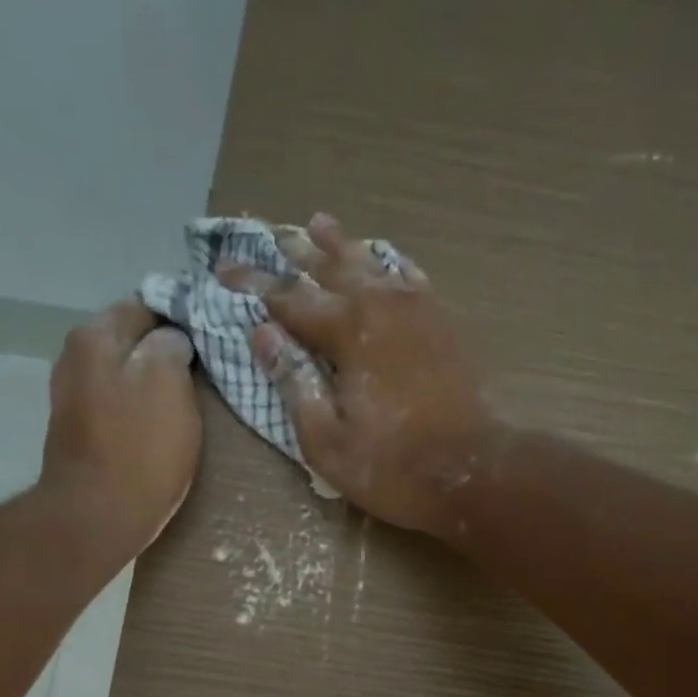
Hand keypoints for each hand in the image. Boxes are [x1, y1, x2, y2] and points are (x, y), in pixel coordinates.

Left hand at [40, 299, 200, 559]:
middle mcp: (74, 357)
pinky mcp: (78, 432)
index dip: (183, 320)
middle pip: (132, 341)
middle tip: (206, 372)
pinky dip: (139, 409)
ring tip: (188, 400)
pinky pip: (117, 405)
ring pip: (125, 374)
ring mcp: (72, 396)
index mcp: (95, 336)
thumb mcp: (168, 383)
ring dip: (153, 383)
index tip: (212, 341)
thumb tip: (172, 339)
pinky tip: (161, 426)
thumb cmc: (139, 450)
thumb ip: (171, 345)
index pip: (147, 305)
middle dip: (166, 352)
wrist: (96, 518)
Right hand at [240, 214, 506, 539]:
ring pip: (372, 263)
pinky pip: (411, 279)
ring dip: (342, 245)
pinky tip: (383, 260)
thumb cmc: (391, 466)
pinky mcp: (444, 324)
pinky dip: (390, 265)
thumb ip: (294, 383)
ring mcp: (419, 310)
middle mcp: (382, 306)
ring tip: (320, 223)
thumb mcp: (326, 440)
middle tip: (271, 234)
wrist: (472, 472)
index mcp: (348, 332)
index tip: (224, 269)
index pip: (289, 299)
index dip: (254, 283)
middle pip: (332, 267)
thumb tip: (263, 335)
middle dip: (297, 252)